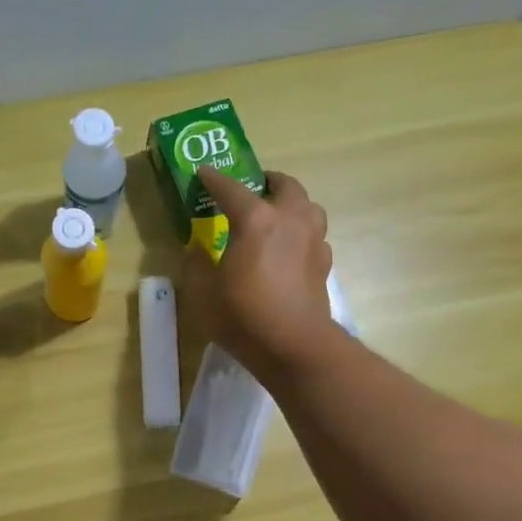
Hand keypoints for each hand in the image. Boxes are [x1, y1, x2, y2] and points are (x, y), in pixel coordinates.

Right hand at [185, 166, 334, 380]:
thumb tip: (197, 249)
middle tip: (253, 189)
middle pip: (285, 186)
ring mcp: (313, 241)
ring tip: (277, 215)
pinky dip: (302, 233)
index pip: (231, 189)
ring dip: (292, 203)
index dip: (214, 180)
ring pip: (308, 207)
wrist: (294, 346)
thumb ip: (198, 264)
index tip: (203, 173)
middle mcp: (290, 220)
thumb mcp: (204, 293)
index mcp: (256, 220)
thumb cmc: (244, 316)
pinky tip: (291, 248)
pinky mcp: (324, 264)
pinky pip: (315, 235)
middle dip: (267, 182)